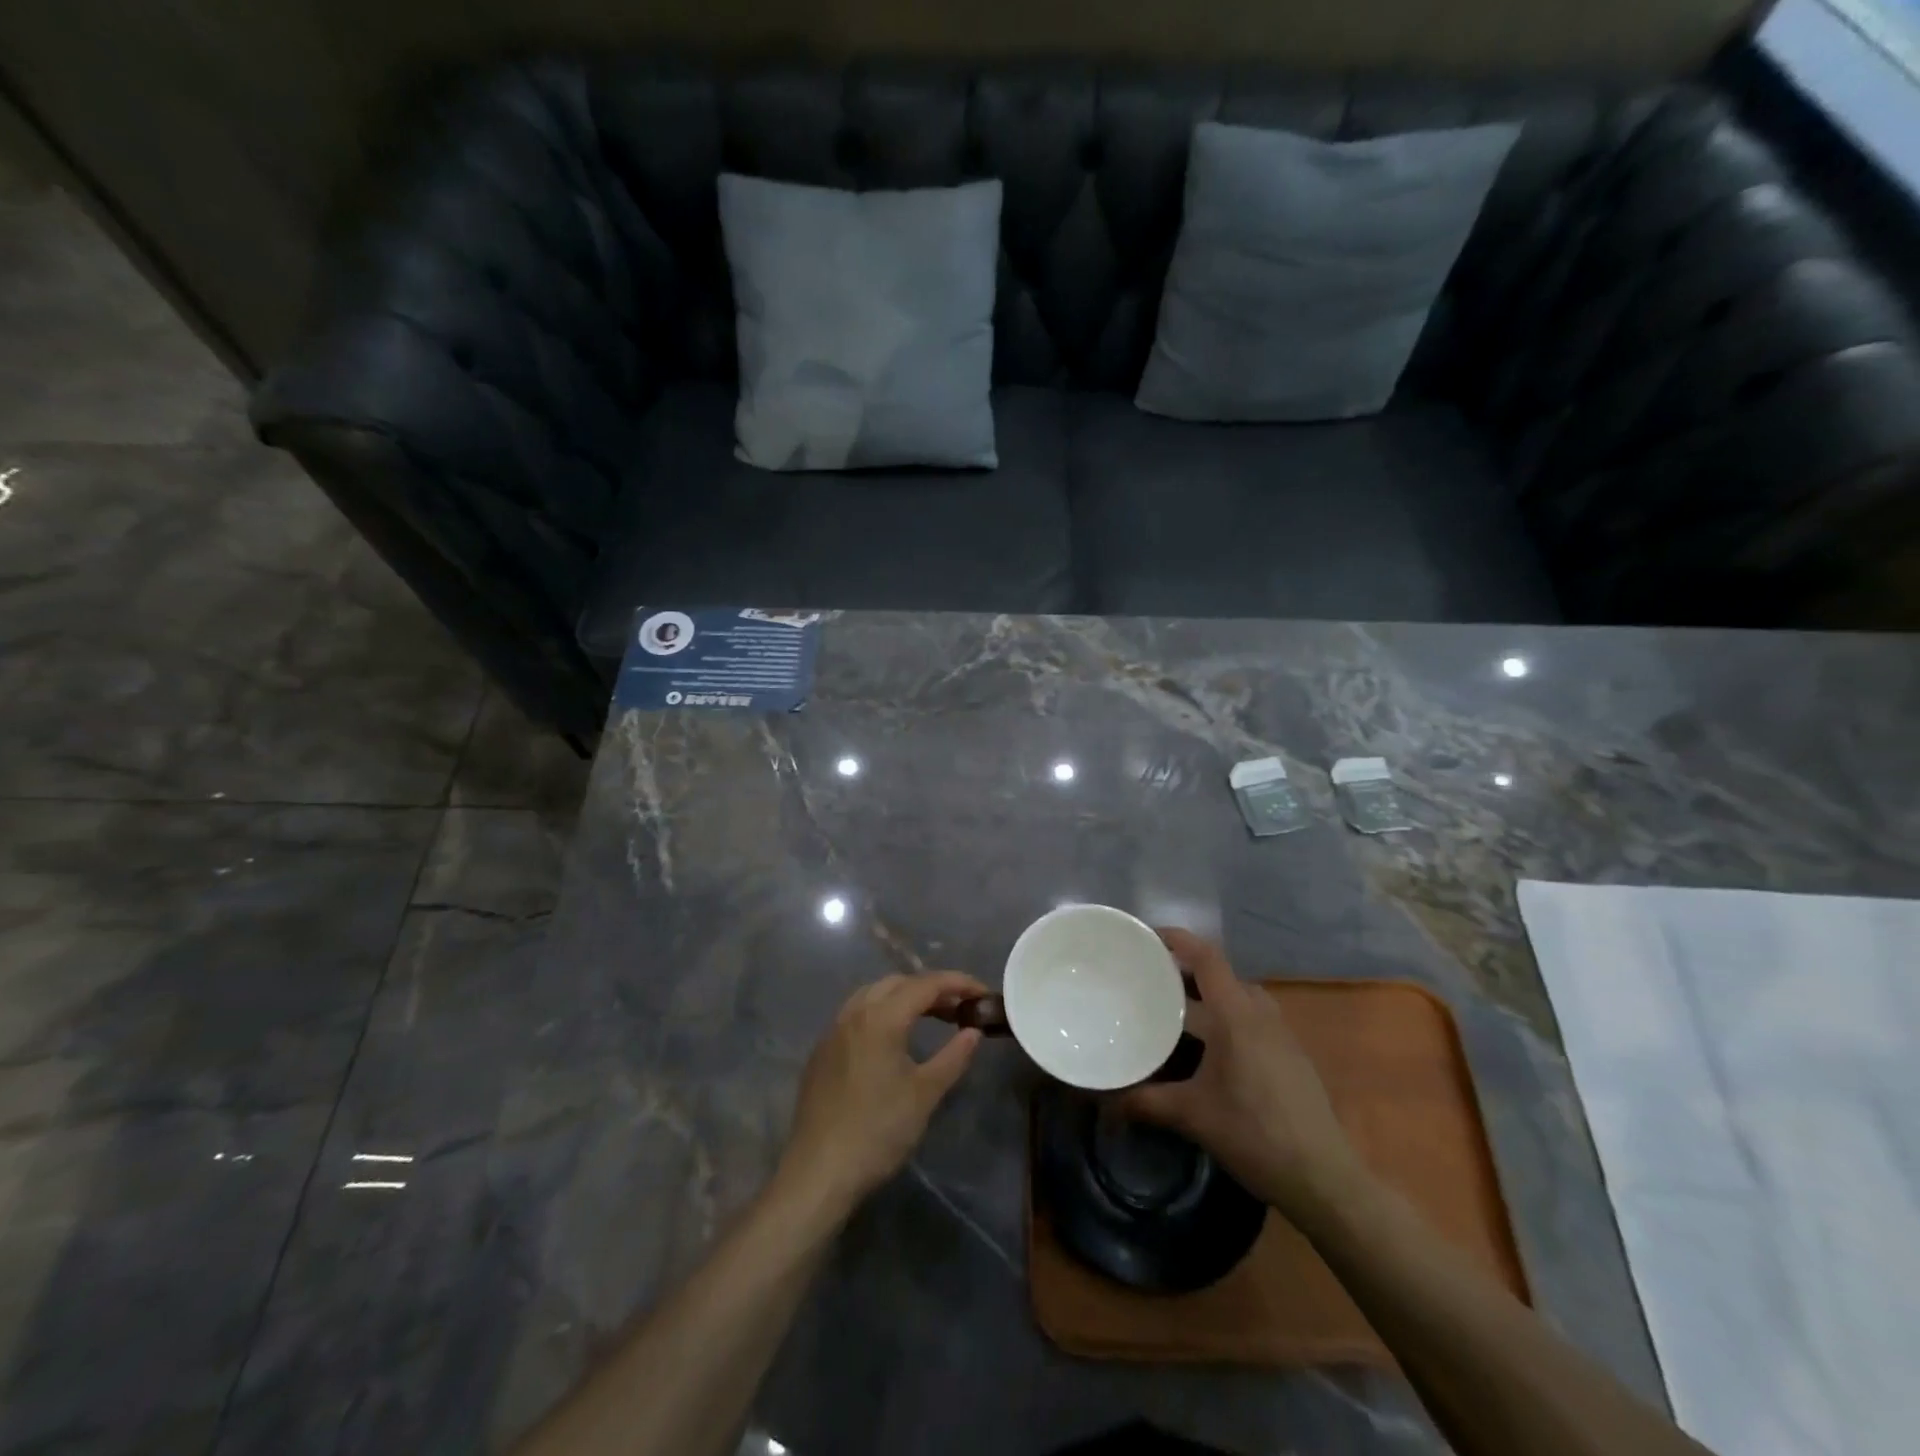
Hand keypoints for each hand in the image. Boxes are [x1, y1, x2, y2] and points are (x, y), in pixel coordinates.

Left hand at [778, 972, 986, 1216]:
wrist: (819, 1172)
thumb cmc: (878, 1131)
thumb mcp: (925, 1094)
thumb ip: (953, 1057)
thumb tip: (973, 1031)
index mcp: (881, 1018)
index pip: (926, 985)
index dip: (958, 983)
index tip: (982, 993)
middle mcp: (854, 1013)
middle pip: (898, 983)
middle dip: (932, 988)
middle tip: (960, 1008)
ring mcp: (833, 1030)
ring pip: (874, 994)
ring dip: (904, 997)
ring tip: (931, 1016)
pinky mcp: (822, 1051)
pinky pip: (856, 1013)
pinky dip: (882, 1011)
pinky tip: (893, 1038)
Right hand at [1121, 929, 1364, 1218]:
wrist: (1323, 1179)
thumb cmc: (1254, 1134)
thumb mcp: (1192, 1116)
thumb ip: (1145, 1102)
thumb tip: (1105, 1101)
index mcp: (1236, 1015)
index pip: (1207, 957)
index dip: (1178, 940)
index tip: (1147, 938)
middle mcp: (1261, 1014)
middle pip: (1221, 974)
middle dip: (1185, 971)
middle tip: (1149, 979)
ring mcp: (1281, 1034)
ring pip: (1238, 997)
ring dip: (1208, 995)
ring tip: (1174, 1010)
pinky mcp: (1291, 1055)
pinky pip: (1252, 1018)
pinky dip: (1226, 1017)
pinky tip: (1209, 1048)